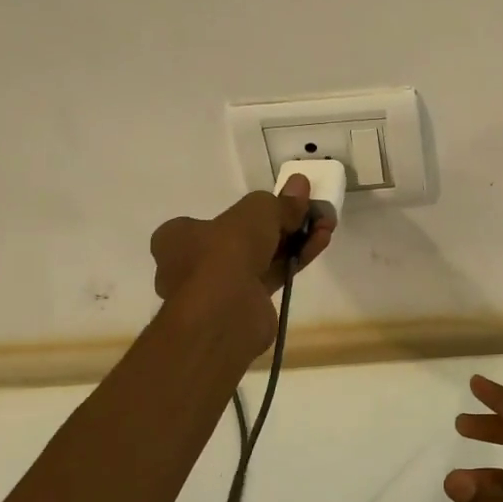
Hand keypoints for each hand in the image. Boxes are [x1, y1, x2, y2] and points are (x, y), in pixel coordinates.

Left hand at [150, 176, 333, 348]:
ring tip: (325, 225)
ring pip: (262, 257)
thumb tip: (299, 186)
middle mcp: (192, 265)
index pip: (212, 220)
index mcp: (177, 238)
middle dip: (281, 224)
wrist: (224, 316)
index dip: (248, 212)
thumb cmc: (225, 254)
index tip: (280, 205)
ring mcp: (218, 290)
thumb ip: (279, 202)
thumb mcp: (255, 213)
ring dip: (294, 240)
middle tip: (310, 211)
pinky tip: (319, 243)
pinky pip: (273, 276)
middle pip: (244, 238)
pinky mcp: (244, 308)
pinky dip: (295, 259)